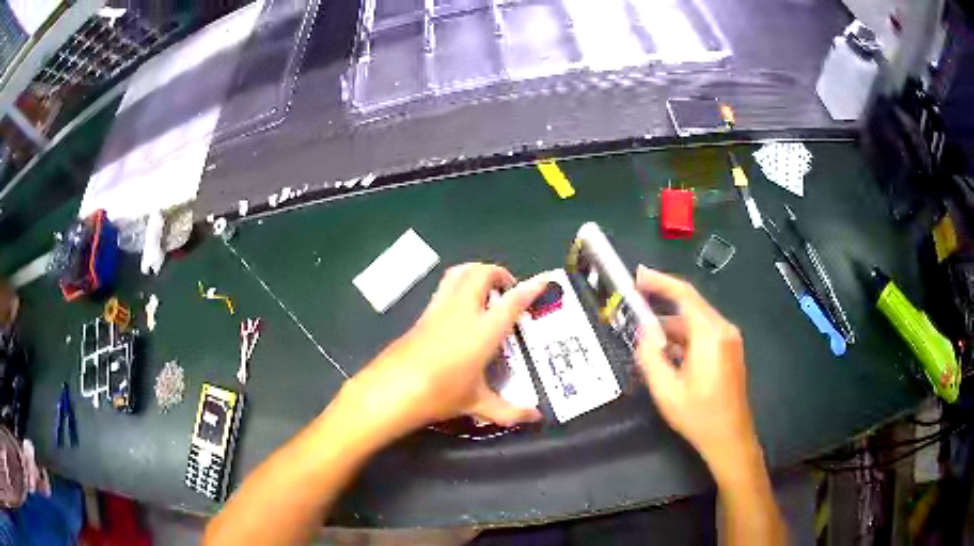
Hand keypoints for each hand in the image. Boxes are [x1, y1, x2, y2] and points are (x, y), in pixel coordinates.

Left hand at [341, 263, 546, 439]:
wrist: (393, 388)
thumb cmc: (440, 394)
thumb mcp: (477, 404)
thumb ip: (509, 411)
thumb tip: (535, 417)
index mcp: (484, 330)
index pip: (512, 301)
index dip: (530, 288)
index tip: (543, 281)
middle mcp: (462, 311)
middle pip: (481, 273)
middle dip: (499, 273)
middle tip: (509, 289)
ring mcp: (439, 309)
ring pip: (459, 273)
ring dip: (476, 272)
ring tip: (486, 289)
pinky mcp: (422, 315)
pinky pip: (444, 288)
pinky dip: (458, 285)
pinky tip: (460, 309)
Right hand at [634, 266, 758, 472]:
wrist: (730, 438)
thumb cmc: (699, 416)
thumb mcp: (666, 390)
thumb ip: (650, 356)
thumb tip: (643, 331)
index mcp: (710, 335)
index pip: (684, 294)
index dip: (660, 281)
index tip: (638, 276)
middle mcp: (723, 330)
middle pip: (690, 307)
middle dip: (661, 307)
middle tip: (634, 310)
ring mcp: (729, 340)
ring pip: (695, 322)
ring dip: (671, 328)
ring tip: (646, 341)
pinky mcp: (729, 351)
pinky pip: (703, 335)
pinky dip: (683, 339)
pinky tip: (667, 354)